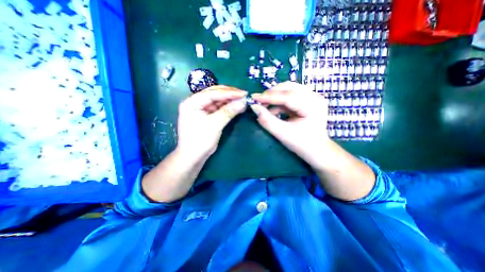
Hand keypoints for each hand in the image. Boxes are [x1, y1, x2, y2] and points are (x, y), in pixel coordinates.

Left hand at [176, 86, 246, 159]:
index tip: (243, 93)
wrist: (193, 157)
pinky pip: (218, 108)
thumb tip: (243, 102)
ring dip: (230, 100)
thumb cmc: (200, 141)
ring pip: (217, 100)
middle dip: (230, 94)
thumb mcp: (215, 125)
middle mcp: (195, 102)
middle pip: (215, 94)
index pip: (213, 93)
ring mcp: (201, 108)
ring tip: (242, 100)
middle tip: (244, 95)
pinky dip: (227, 107)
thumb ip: (228, 111)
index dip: (229, 93)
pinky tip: (236, 106)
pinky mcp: (206, 115)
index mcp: (192, 102)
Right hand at [250, 81, 328, 166]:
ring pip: (289, 89)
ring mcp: (313, 97)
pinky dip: (279, 101)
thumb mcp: (282, 134)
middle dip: (272, 94)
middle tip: (259, 101)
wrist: (317, 150)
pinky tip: (273, 110)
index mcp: (312, 106)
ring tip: (265, 106)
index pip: (288, 96)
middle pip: (289, 87)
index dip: (269, 96)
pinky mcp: (308, 99)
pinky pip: (290, 95)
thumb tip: (254, 107)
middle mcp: (315, 97)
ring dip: (275, 96)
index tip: (254, 97)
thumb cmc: (301, 144)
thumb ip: (267, 120)